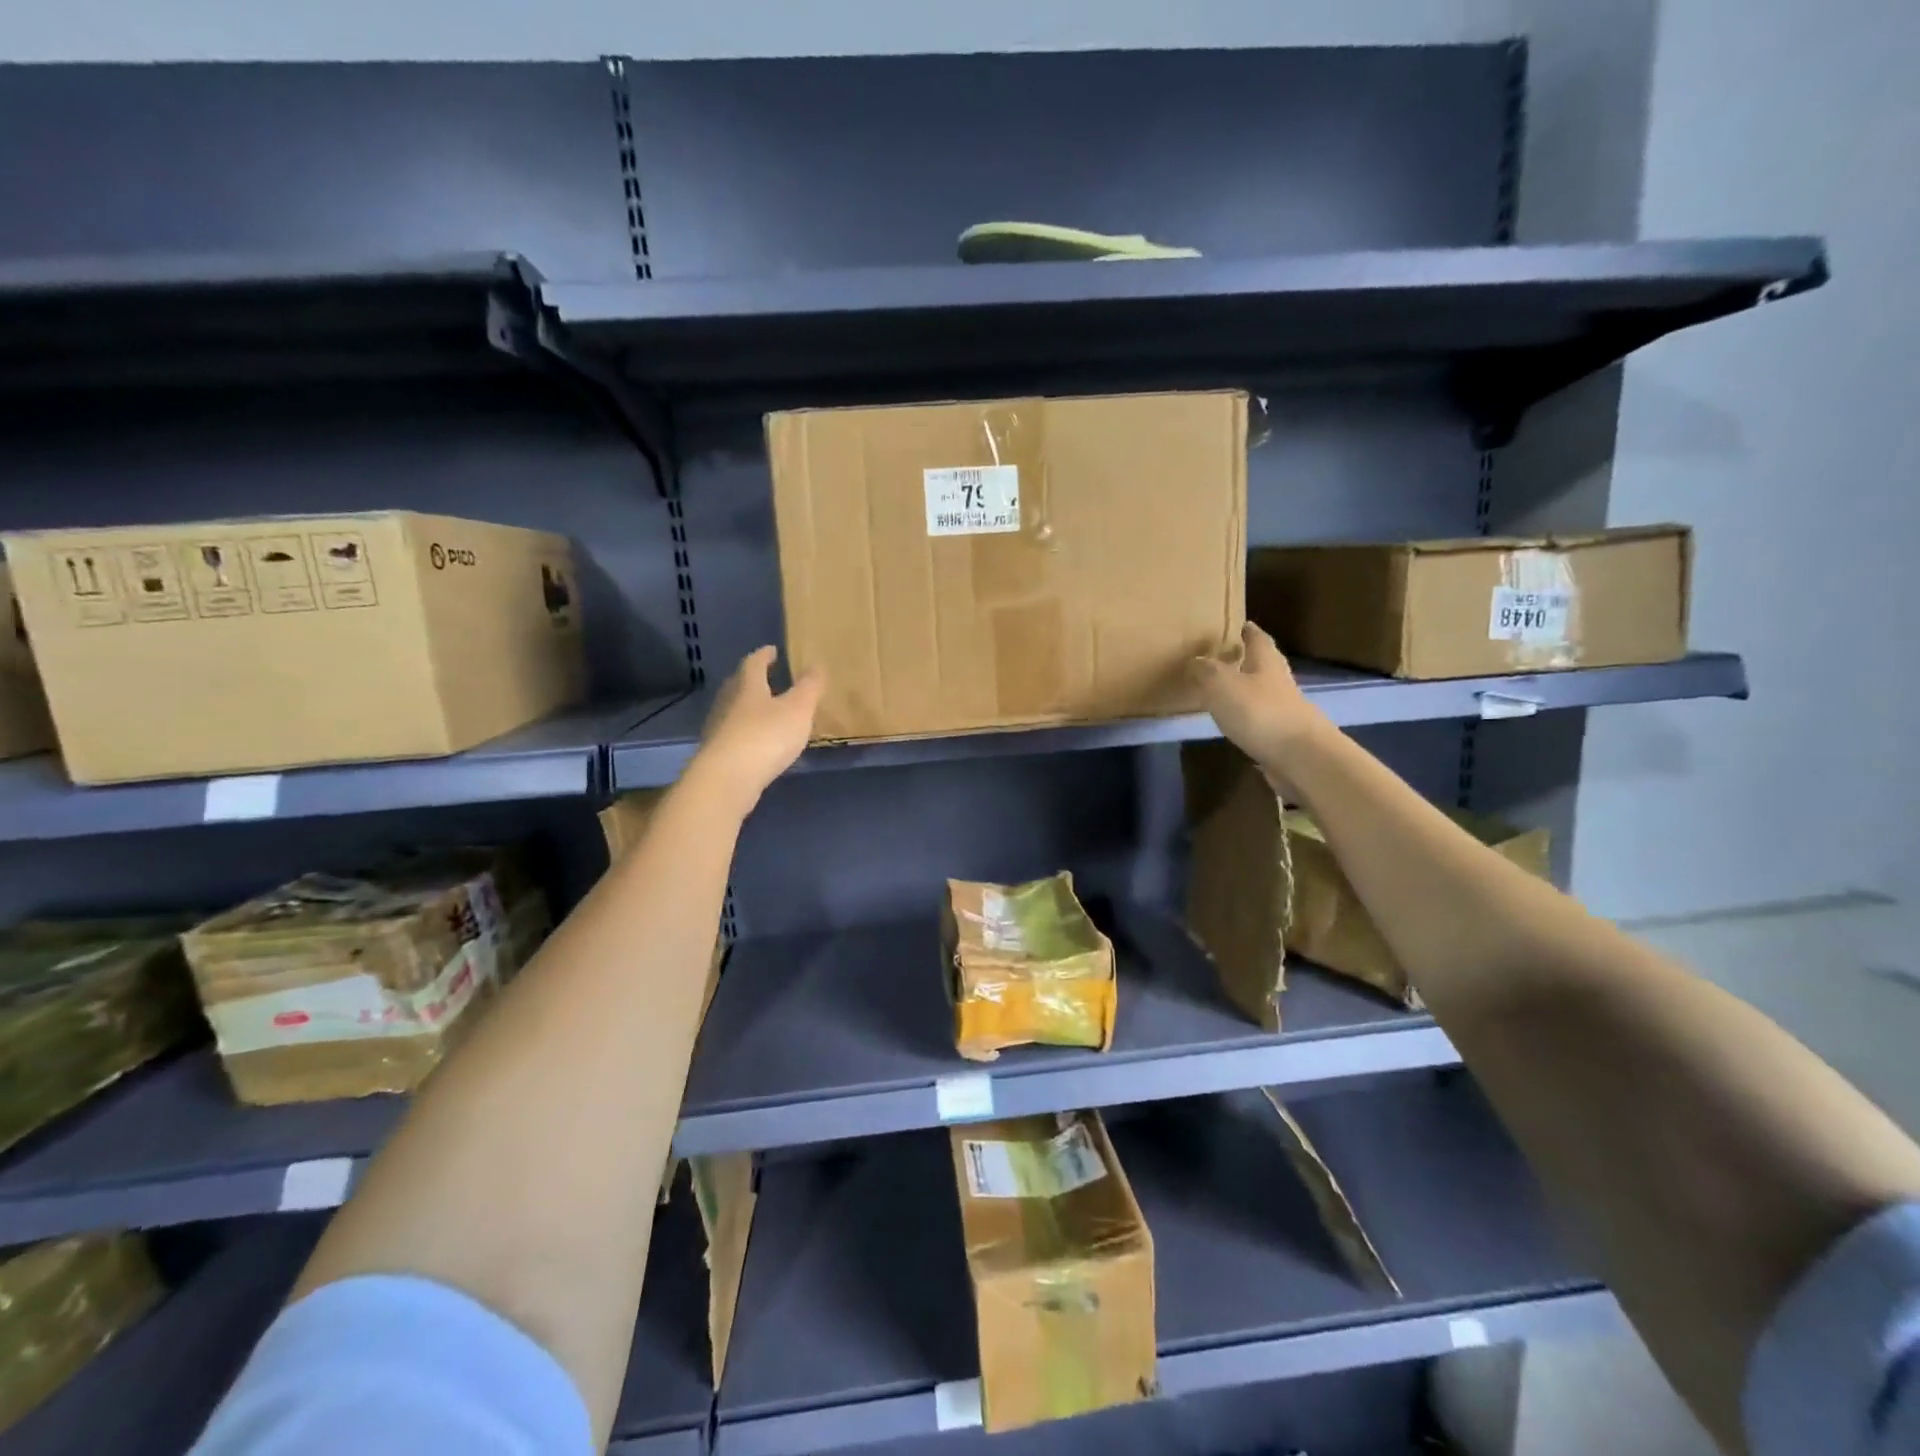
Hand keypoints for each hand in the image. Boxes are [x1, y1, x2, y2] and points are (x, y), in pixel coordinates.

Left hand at [688, 646, 824, 813]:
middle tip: (766, 677)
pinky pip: (733, 734)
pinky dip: (745, 732)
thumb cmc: (766, 736)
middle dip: (752, 679)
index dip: (764, 655)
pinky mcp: (717, 754)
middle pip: (738, 685)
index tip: (772, 650)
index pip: (753, 663)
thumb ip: (809, 687)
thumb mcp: (798, 709)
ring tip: (765, 711)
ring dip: (747, 707)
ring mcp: (719, 729)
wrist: (727, 779)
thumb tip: (816, 665)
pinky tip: (756, 742)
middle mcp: (728, 702)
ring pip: (733, 710)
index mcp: (748, 686)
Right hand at [1192, 623, 1331, 792]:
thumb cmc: (1260, 712)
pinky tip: (1233, 721)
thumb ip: (1206, 670)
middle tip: (1223, 656)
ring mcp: (1284, 710)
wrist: (1301, 758)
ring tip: (1220, 689)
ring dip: (1244, 689)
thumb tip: (1195, 660)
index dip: (1246, 630)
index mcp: (1266, 662)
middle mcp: (1278, 682)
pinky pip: (1260, 719)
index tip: (1234, 624)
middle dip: (1245, 659)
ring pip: (1261, 692)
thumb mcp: (1222, 684)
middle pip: (1262, 664)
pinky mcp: (1283, 736)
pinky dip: (1247, 716)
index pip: (1257, 638)